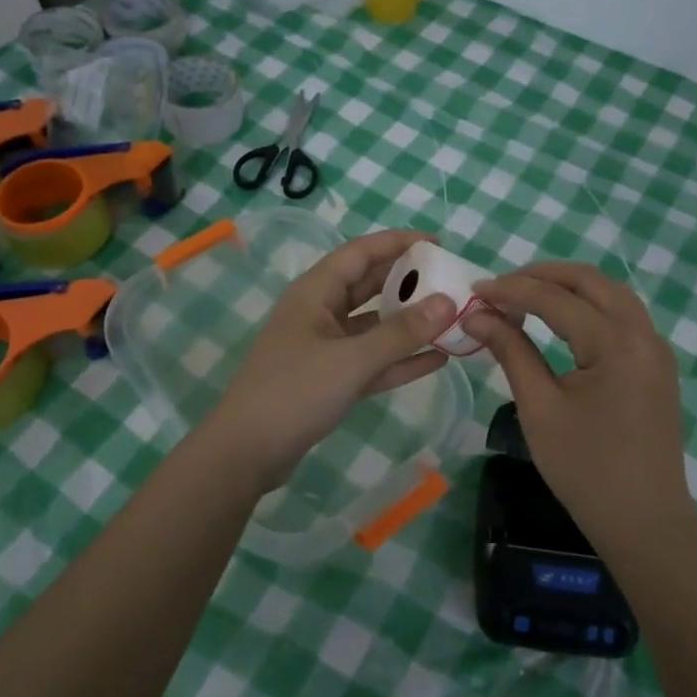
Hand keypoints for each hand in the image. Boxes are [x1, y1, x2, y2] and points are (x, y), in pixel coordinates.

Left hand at [201, 229, 457, 490]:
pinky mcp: (330, 380)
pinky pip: (372, 360)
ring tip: (451, 318)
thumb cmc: (294, 393)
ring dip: (408, 322)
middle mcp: (319, 313)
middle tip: (450, 280)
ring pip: (373, 325)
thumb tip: (448, 302)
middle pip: (368, 286)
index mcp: (314, 293)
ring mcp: (324, 348)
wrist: (246, 453)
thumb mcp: (351, 360)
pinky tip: (436, 359)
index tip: (437, 243)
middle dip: (407, 281)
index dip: (397, 243)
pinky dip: (400, 359)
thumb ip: (401, 333)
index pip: (360, 253)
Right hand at [464, 262, 693, 551]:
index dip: (512, 290)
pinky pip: (622, 316)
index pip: (556, 299)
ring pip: (611, 294)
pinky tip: (562, 320)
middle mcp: (644, 334)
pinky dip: (589, 306)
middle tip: (500, 287)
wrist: (645, 523)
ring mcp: (656, 349)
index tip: (475, 291)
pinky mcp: (657, 365)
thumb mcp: (540, 408)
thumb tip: (477, 315)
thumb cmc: (586, 470)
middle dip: (542, 276)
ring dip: (568, 287)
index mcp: (616, 344)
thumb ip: (511, 351)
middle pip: (591, 281)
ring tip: (526, 297)